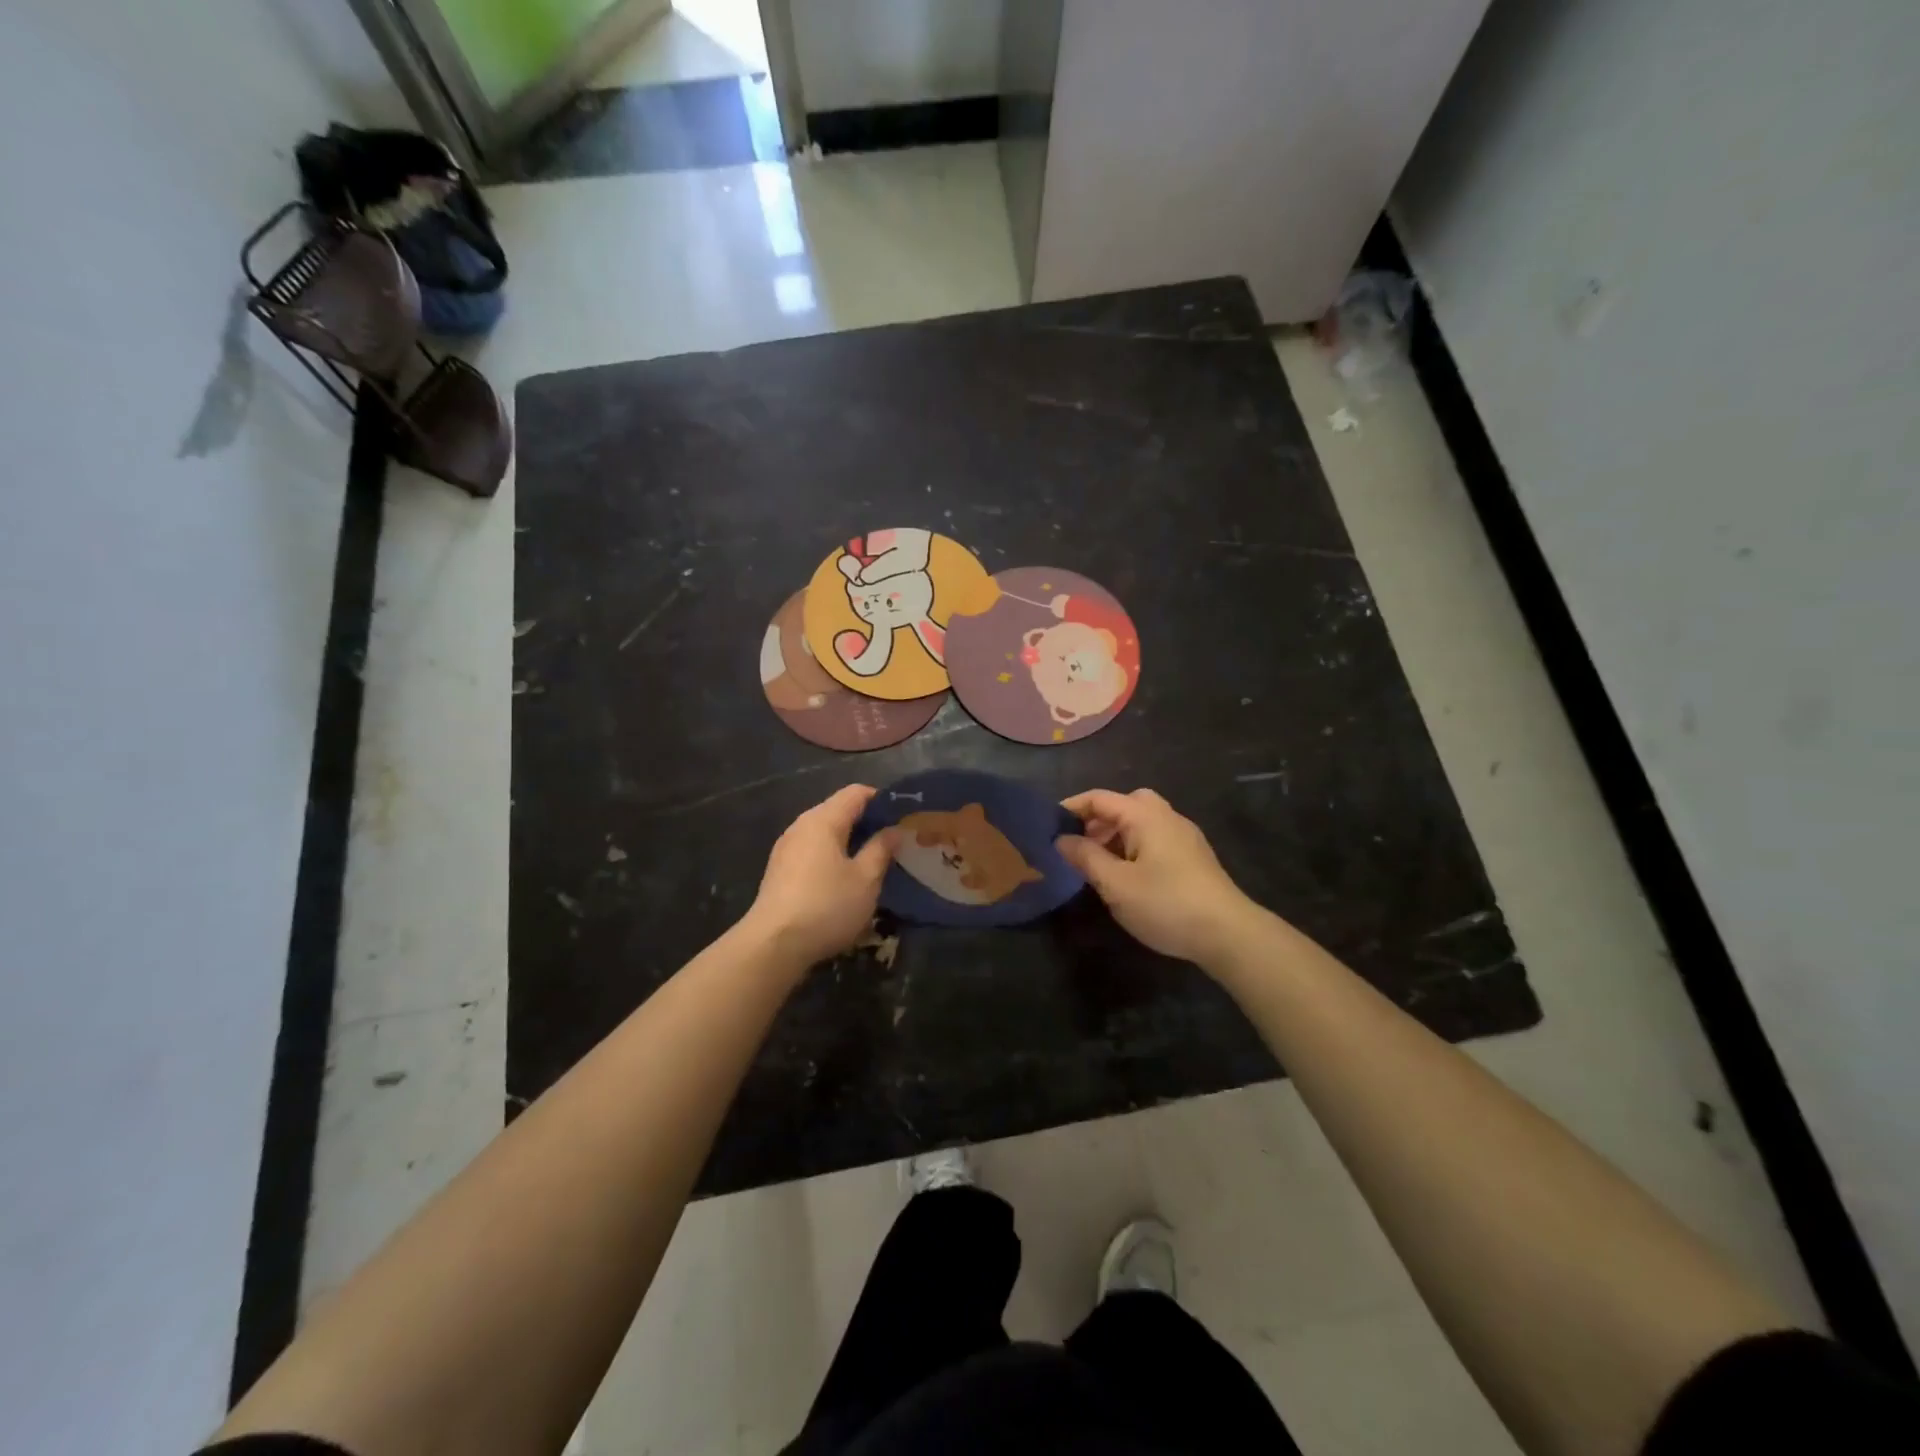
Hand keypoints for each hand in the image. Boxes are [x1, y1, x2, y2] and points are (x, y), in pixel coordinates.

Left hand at [743, 785, 896, 969]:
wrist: (773, 945)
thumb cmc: (827, 906)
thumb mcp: (866, 879)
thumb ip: (881, 849)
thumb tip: (893, 830)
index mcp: (823, 820)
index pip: (856, 792)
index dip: (882, 800)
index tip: (903, 817)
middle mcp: (801, 826)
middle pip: (838, 810)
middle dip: (867, 822)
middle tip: (894, 842)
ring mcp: (786, 848)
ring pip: (825, 832)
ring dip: (850, 841)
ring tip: (873, 862)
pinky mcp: (780, 870)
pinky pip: (813, 851)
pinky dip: (832, 856)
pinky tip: (845, 879)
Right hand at [1056, 789, 1260, 967]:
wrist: (1228, 933)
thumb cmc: (1166, 903)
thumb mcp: (1115, 884)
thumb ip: (1086, 858)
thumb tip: (1061, 839)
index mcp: (1145, 815)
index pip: (1099, 798)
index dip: (1071, 808)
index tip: (1047, 826)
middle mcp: (1166, 816)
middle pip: (1124, 804)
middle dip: (1097, 820)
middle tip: (1077, 845)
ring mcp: (1184, 836)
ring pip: (1142, 822)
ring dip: (1116, 835)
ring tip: (1098, 865)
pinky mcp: (1194, 857)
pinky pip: (1155, 838)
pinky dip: (1134, 846)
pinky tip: (1128, 876)